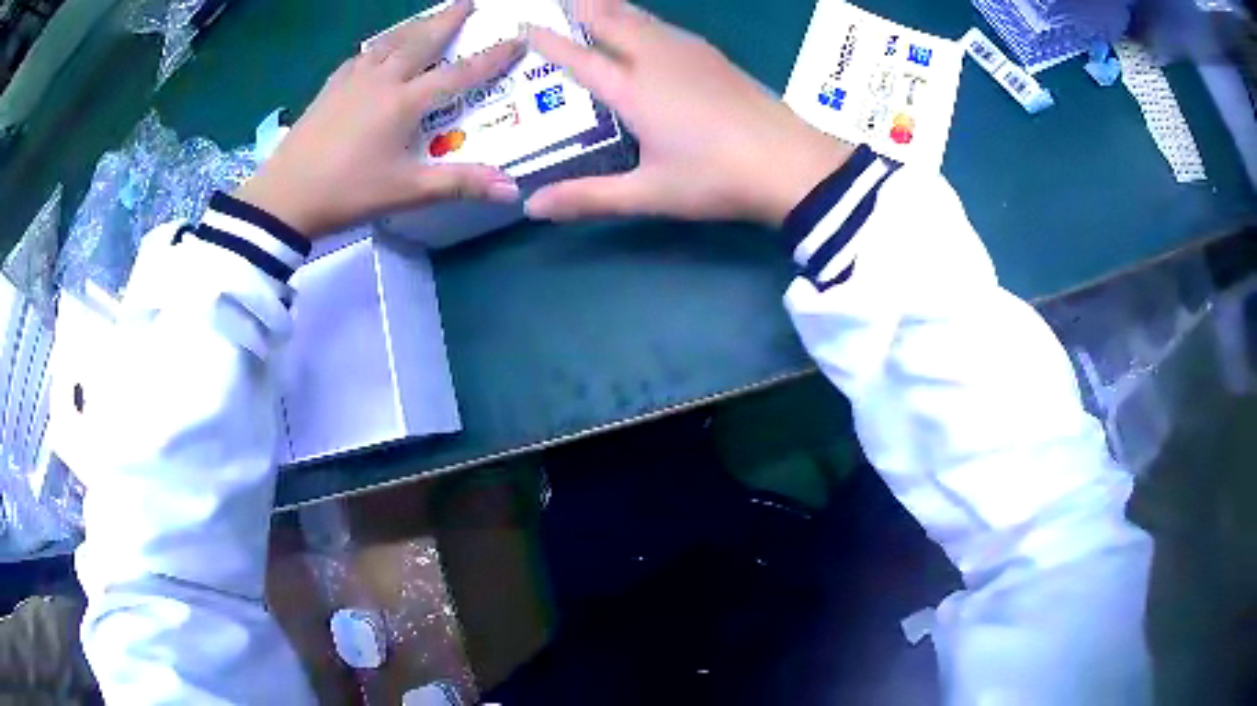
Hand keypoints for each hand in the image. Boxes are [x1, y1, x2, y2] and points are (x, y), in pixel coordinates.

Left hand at [236, 0, 525, 238]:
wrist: (283, 197)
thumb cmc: (346, 192)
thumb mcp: (406, 191)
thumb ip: (458, 184)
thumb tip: (512, 189)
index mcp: (404, 101)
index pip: (459, 73)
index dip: (492, 57)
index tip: (516, 38)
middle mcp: (381, 80)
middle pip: (421, 41)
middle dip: (448, 20)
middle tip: (467, 1)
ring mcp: (351, 81)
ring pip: (389, 43)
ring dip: (413, 28)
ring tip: (426, 20)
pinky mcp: (329, 89)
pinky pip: (360, 57)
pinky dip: (376, 48)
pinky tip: (375, 51)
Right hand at [524, 0, 853, 226]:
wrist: (792, 163)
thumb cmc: (717, 178)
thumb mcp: (649, 193)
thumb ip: (588, 197)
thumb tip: (531, 206)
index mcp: (633, 89)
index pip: (579, 57)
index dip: (549, 42)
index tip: (525, 25)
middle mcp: (656, 60)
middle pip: (611, 19)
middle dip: (581, 5)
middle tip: (560, 0)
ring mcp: (689, 53)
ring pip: (641, 17)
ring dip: (612, 6)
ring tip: (593, 3)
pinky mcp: (713, 57)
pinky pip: (664, 26)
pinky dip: (641, 18)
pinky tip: (644, 25)